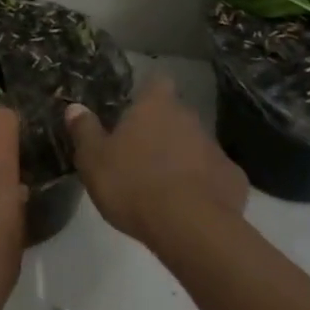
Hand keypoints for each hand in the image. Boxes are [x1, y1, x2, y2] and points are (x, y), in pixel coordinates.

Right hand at [66, 75, 247, 246]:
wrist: (190, 227)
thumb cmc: (133, 185)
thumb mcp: (94, 160)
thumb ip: (84, 131)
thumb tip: (75, 107)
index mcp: (156, 106)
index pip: (157, 82)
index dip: (148, 93)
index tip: (136, 109)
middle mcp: (190, 117)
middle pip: (176, 115)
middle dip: (163, 130)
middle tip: (142, 155)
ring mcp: (216, 148)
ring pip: (196, 145)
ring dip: (183, 158)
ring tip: (164, 186)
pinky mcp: (234, 179)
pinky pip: (215, 176)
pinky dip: (205, 186)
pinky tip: (192, 207)